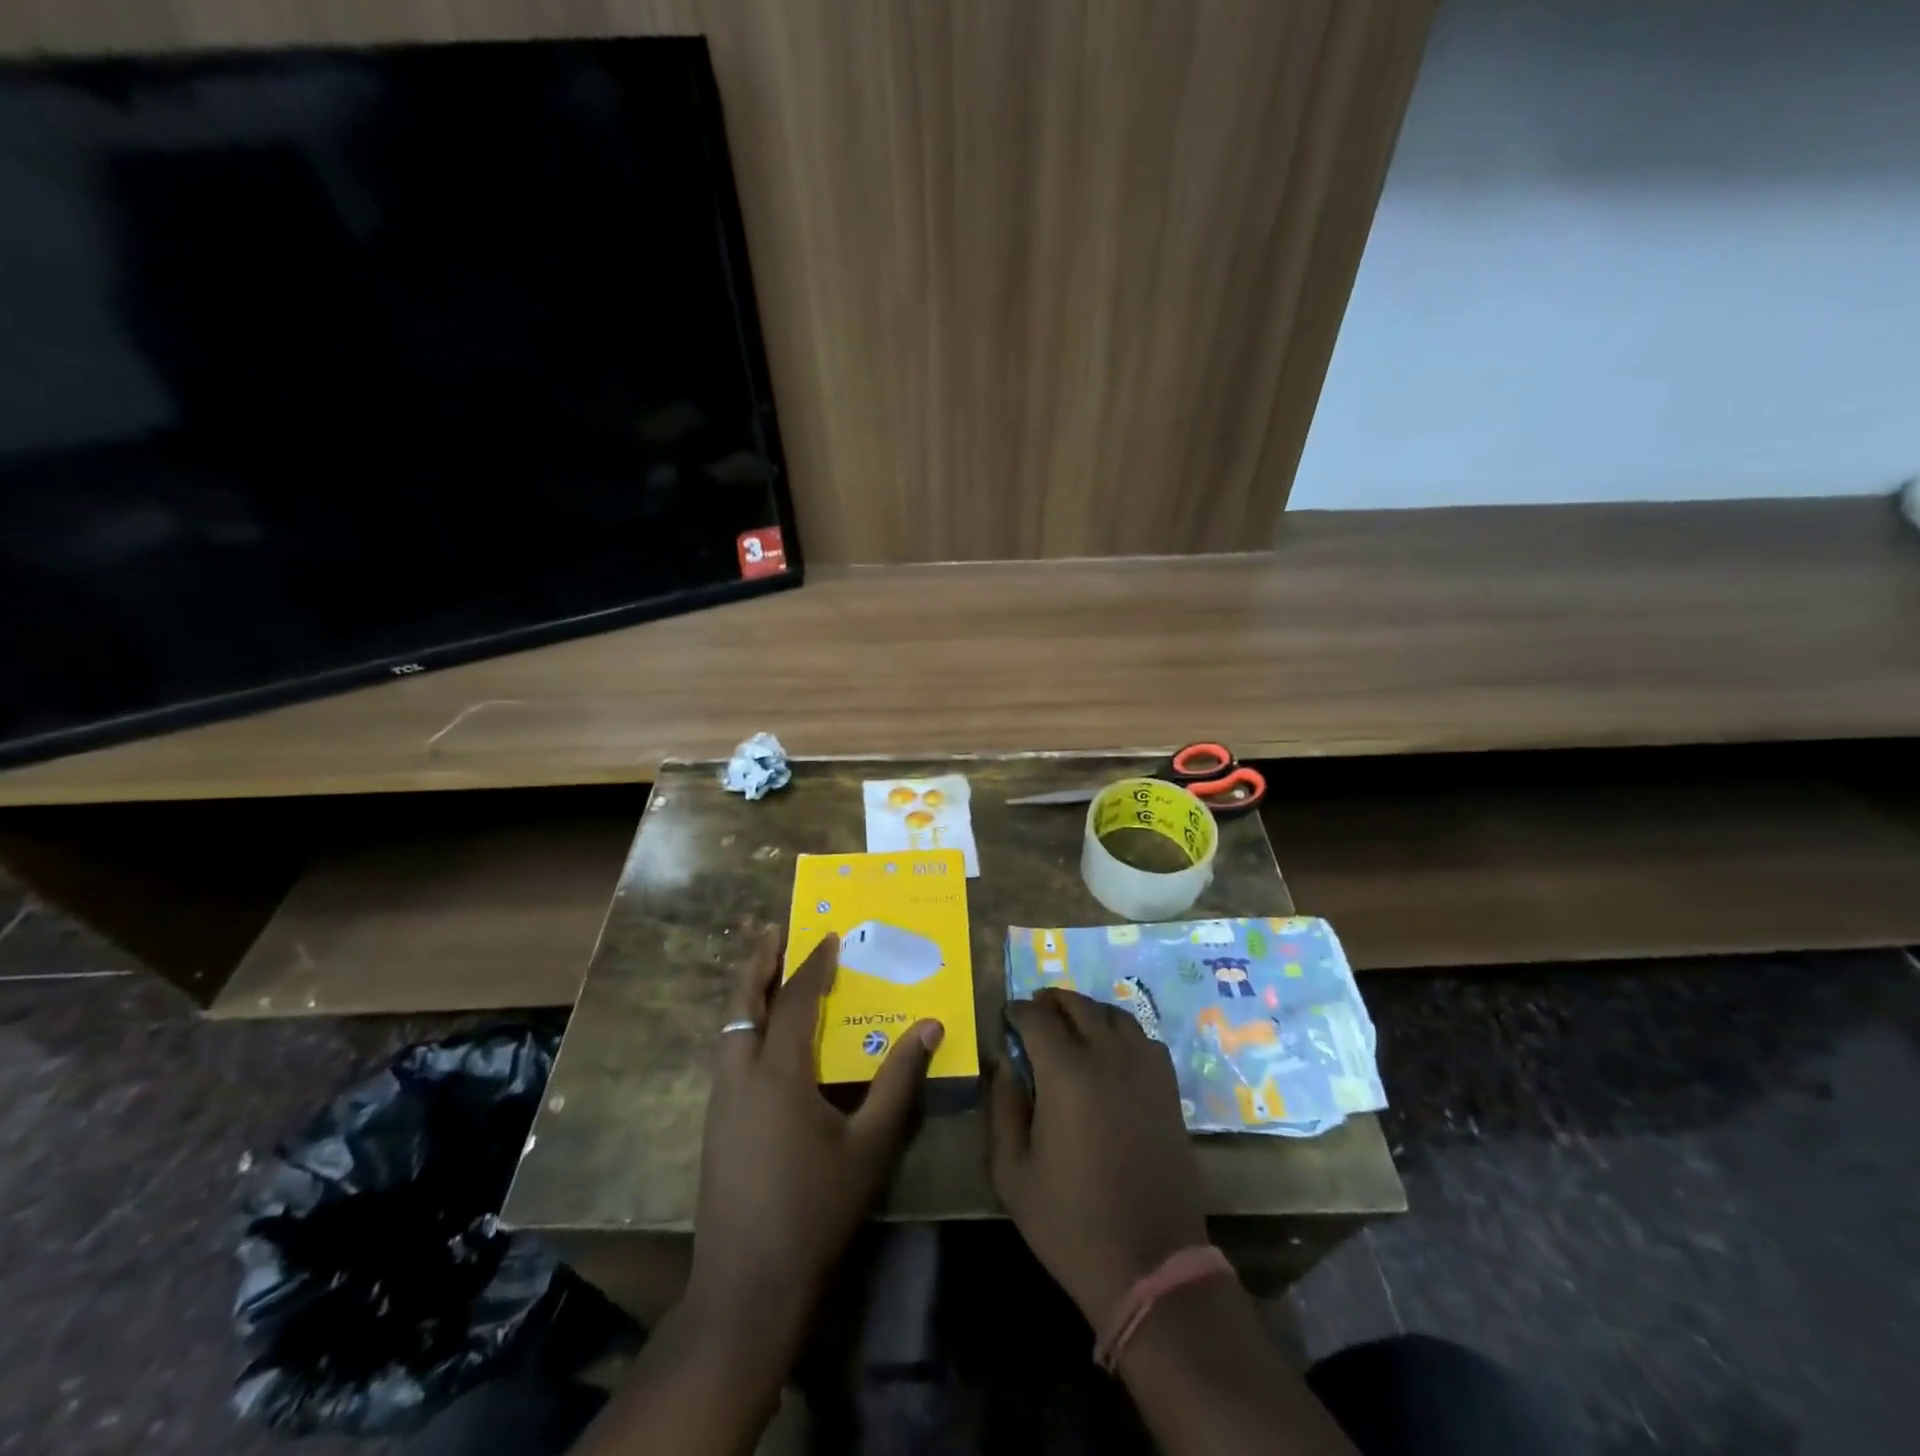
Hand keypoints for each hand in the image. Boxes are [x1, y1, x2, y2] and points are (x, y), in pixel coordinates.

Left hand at [686, 928, 942, 1343]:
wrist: (749, 1284)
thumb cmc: (816, 1208)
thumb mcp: (871, 1144)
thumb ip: (900, 1081)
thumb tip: (931, 1026)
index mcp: (778, 1074)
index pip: (794, 1001)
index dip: (813, 965)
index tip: (829, 935)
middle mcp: (741, 1076)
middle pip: (742, 1003)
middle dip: (758, 962)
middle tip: (775, 931)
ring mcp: (721, 1101)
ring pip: (728, 1028)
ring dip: (747, 993)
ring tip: (769, 972)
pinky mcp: (715, 1124)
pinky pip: (727, 1054)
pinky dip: (744, 1026)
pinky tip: (764, 1039)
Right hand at [989, 988, 1208, 1327]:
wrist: (1149, 1263)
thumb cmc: (1070, 1221)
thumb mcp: (1013, 1172)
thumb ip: (1003, 1108)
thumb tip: (1003, 1064)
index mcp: (1066, 1072)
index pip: (1037, 1018)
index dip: (1018, 1011)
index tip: (1006, 1015)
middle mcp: (1108, 1057)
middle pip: (1079, 1005)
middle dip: (1052, 1001)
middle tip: (1034, 1009)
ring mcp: (1144, 1070)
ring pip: (1115, 1015)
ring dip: (1088, 1010)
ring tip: (1072, 1023)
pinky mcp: (1169, 1090)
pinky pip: (1145, 1039)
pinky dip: (1123, 1032)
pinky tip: (1112, 1050)